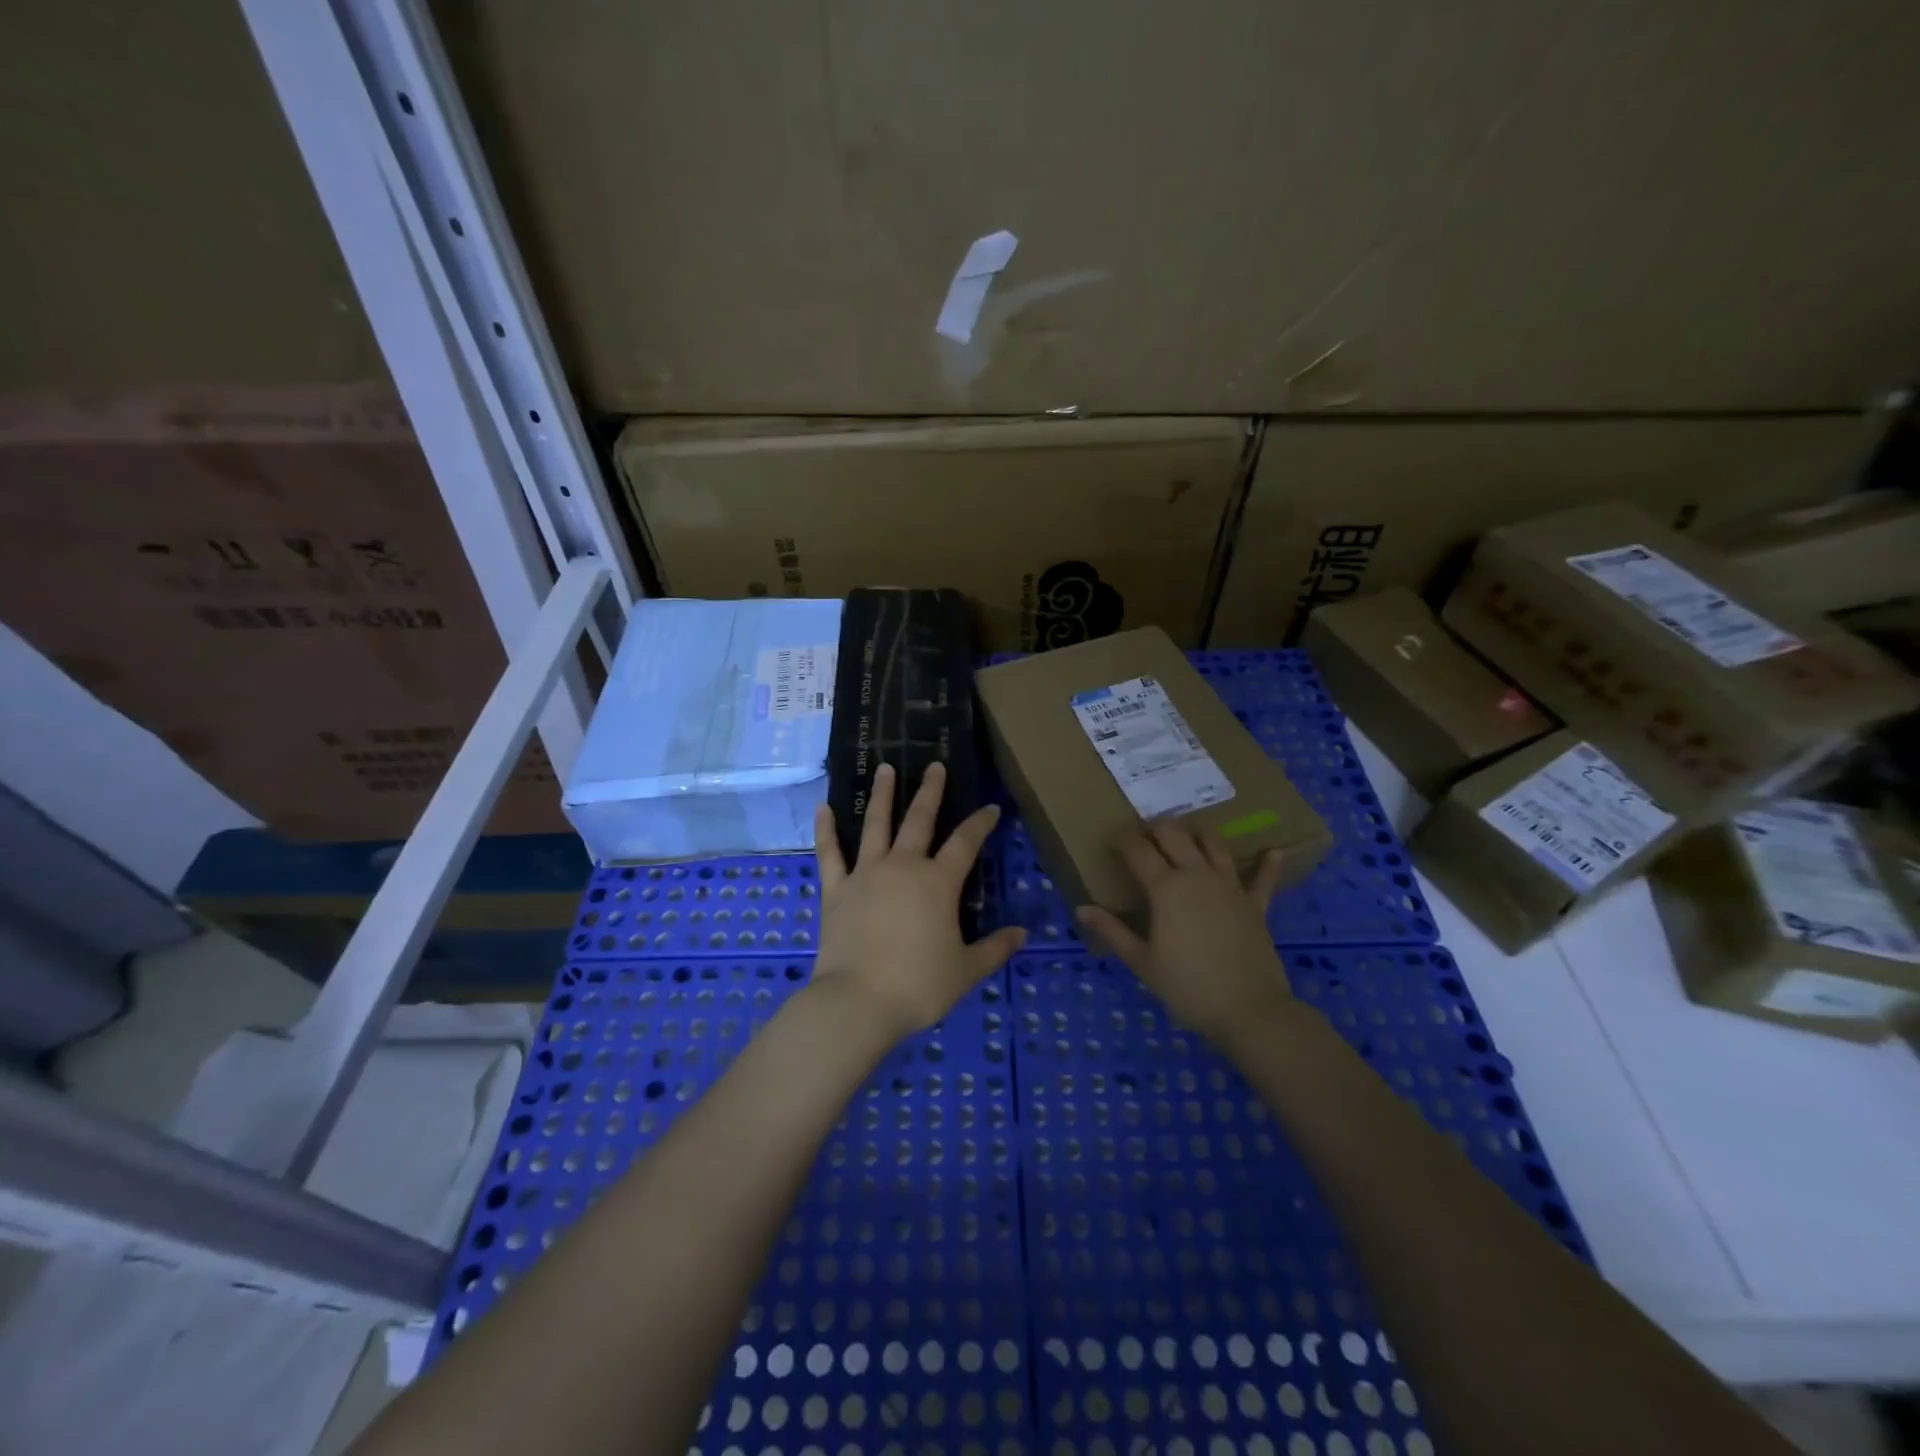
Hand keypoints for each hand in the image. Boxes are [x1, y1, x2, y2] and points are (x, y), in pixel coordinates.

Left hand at [811, 763, 1026, 1039]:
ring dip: (882, 795)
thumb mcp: (966, 970)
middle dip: (931, 791)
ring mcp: (866, 874)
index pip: (966, 843)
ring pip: (876, 825)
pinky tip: (823, 807)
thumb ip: (995, 949)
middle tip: (935, 765)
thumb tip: (1023, 934)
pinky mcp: (836, 889)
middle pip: (920, 820)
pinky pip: (830, 853)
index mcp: (938, 883)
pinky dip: (826, 830)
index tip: (990, 807)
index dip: (980, 823)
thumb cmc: (918, 986)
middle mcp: (903, 867)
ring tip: (885, 769)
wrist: (858, 1001)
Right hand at [1076, 821, 1292, 1045]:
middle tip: (1145, 838)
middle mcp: (1197, 875)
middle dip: (1156, 829)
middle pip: (1175, 834)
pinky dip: (1267, 863)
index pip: (1138, 850)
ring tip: (1187, 838)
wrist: (1248, 1010)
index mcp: (1166, 888)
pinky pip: (1263, 878)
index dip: (1123, 840)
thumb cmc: (1187, 987)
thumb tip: (1082, 909)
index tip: (1114, 840)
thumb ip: (1112, 931)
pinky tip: (1273, 850)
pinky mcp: (1256, 903)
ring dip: (1197, 835)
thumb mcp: (1141, 962)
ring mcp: (1230, 886)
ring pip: (1213, 844)